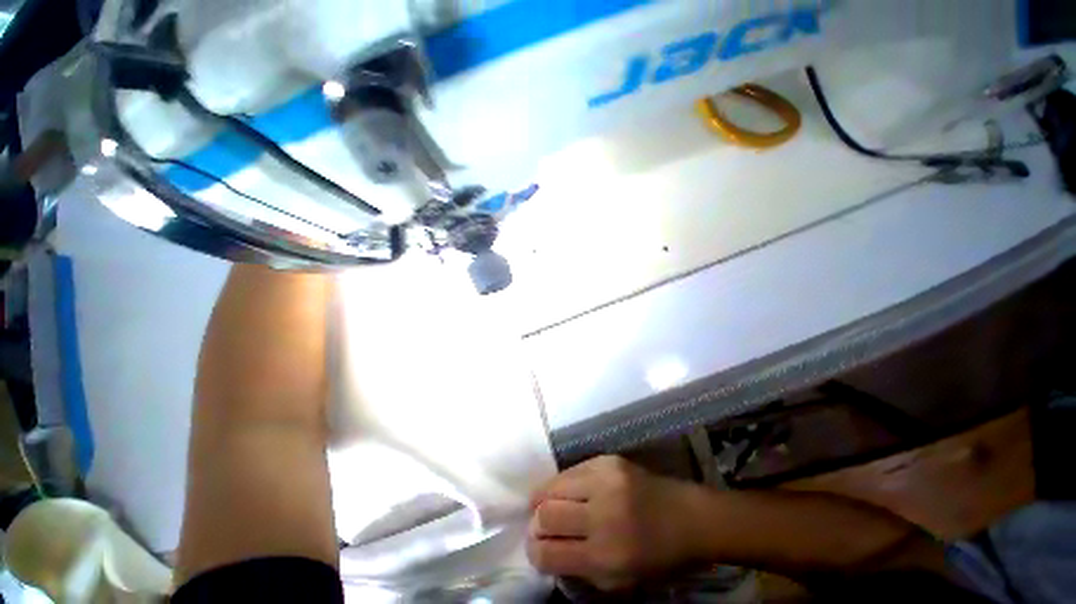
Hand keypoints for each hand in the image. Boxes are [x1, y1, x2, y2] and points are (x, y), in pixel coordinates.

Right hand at [526, 455, 704, 590]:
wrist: (688, 517)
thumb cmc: (657, 557)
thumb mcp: (619, 581)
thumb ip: (580, 568)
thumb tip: (546, 550)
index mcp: (605, 556)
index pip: (547, 552)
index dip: (533, 551)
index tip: (534, 548)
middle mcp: (602, 515)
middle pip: (546, 514)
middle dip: (536, 523)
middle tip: (540, 525)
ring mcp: (605, 481)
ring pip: (554, 485)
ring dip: (545, 498)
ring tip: (548, 503)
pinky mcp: (607, 460)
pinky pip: (572, 470)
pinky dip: (564, 482)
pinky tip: (569, 490)